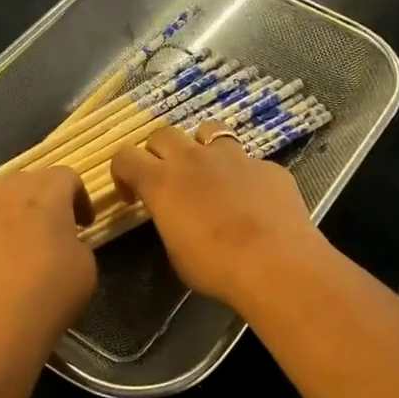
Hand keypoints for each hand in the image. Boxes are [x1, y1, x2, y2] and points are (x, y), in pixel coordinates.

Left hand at [0, 168, 96, 354]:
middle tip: (51, 232)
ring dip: (8, 218)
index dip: (79, 197)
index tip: (84, 224)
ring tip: (15, 250)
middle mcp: (2, 192)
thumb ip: (75, 240)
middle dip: (41, 201)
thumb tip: (62, 240)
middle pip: (26, 182)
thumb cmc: (48, 295)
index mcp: (44, 193)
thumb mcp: (85, 266)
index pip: (65, 176)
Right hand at [110, 121, 325, 309]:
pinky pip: (248, 161)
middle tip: (168, 180)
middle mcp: (194, 159)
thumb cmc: (216, 267)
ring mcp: (234, 157)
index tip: (132, 196)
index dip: (123, 173)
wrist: (276, 264)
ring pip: (208, 130)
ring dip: (201, 147)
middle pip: (163, 134)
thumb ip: (170, 222)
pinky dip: (243, 175)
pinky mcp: (267, 166)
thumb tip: (176, 215)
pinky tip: (253, 200)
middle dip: (159, 153)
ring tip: (210, 173)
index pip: (125, 157)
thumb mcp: (176, 252)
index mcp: (162, 182)